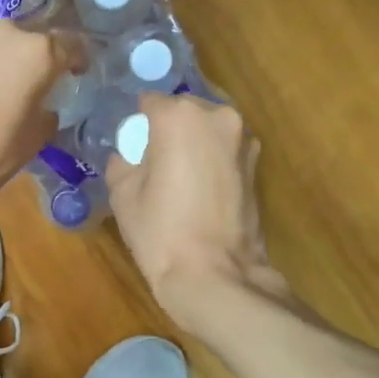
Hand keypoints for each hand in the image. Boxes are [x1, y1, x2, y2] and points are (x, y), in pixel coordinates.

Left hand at [0, 22, 83, 227]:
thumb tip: (45, 108)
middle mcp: (7, 34)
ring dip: (12, 62)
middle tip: (45, 85)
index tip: (79, 76)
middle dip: (42, 59)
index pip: (72, 45)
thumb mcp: (33, 140)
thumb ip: (47, 114)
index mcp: (37, 52)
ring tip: (13, 89)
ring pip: (5, 44)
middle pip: (35, 40)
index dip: (79, 61)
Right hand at [105, 93, 295, 330]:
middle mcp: (218, 117)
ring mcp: (244, 141)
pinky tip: (197, 191)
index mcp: (180, 117)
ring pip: (207, 130)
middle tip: (152, 161)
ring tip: (176, 178)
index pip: (150, 102)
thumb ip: (122, 163)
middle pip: (184, 112)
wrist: (214, 275)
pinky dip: (210, 162)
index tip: (130, 143)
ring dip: (192, 144)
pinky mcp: (257, 167)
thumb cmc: (160, 231)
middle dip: (168, 129)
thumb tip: (128, 157)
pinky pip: (223, 152)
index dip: (137, 123)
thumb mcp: (123, 195)